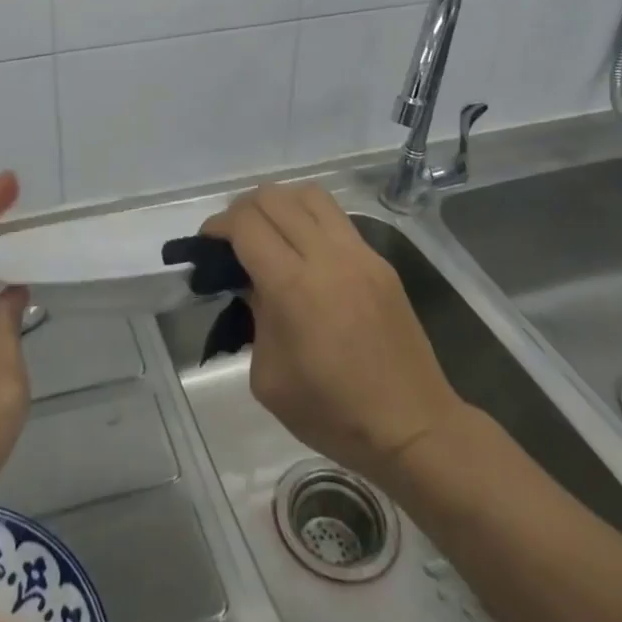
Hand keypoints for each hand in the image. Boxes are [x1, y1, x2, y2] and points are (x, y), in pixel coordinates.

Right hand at [202, 184, 468, 489]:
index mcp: (293, 288)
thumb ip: (253, 316)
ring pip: (309, 194)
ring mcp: (359, 253)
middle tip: (233, 239)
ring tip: (270, 232)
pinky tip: (305, 251)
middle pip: (273, 197)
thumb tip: (251, 282)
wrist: (413, 428)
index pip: (246, 224)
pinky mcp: (379, 260)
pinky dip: (309, 218)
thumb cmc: (332, 413)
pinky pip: (336, 217)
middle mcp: (326, 257)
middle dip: (242, 210)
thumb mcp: (268, 377)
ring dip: (279, 203)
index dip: (218, 225)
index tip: (208, 243)